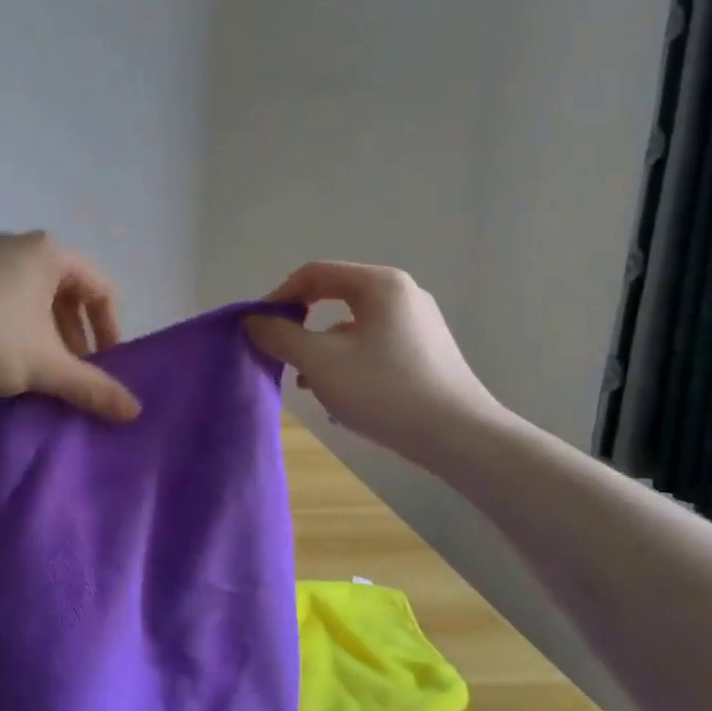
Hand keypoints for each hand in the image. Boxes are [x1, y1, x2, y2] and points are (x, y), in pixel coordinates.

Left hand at [0, 232, 140, 421]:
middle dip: (77, 337)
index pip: (102, 289)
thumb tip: (135, 411)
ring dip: (47, 336)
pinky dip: (18, 328)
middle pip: (68, 293)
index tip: (106, 366)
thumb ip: (91, 387)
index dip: (111, 331)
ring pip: (35, 298)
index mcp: (52, 254)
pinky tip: (5, 360)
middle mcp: (23, 246)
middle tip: (75, 373)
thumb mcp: (44, 365)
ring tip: (41, 371)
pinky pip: (6, 299)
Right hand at [243, 262, 499, 455]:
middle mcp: (402, 294)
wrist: (459, 437)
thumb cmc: (384, 390)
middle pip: (334, 296)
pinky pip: (373, 345)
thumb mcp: (320, 362)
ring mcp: (418, 324)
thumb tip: (252, 320)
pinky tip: (338, 396)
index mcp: (380, 284)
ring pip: (353, 325)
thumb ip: (280, 336)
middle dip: (300, 325)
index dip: (280, 296)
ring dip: (321, 348)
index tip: (259, 327)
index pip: (315, 273)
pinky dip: (348, 361)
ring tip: (306, 383)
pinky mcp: (425, 352)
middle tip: (280, 352)